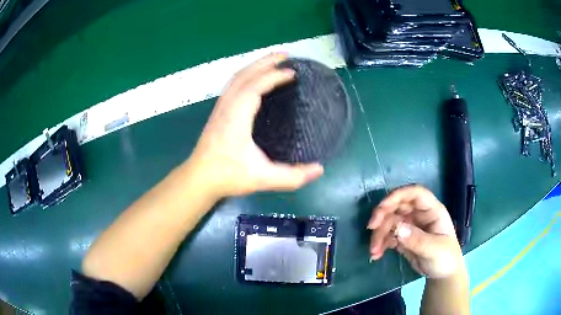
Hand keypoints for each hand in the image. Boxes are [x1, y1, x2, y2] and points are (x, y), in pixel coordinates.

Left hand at [186, 53, 323, 198]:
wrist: (199, 179)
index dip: (275, 76)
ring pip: (237, 78)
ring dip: (255, 66)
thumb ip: (292, 176)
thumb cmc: (228, 176)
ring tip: (273, 61)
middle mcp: (227, 106)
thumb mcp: (263, 178)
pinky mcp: (218, 112)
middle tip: (286, 56)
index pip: (256, 86)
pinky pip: (233, 85)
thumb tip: (319, 169)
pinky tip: (255, 78)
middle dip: (265, 62)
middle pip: (245, 75)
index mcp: (236, 116)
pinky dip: (246, 75)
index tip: (293, 72)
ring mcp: (220, 107)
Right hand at [368, 185, 463, 278]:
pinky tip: (376, 254)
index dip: (397, 195)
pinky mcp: (403, 238)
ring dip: (379, 234)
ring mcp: (411, 226)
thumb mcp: (434, 250)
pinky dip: (380, 243)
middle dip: (383, 216)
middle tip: (371, 228)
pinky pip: (388, 235)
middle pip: (398, 206)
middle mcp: (420, 214)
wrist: (443, 274)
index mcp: (432, 210)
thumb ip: (417, 239)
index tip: (381, 208)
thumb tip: (397, 228)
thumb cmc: (445, 258)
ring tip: (374, 251)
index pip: (415, 194)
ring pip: (390, 221)